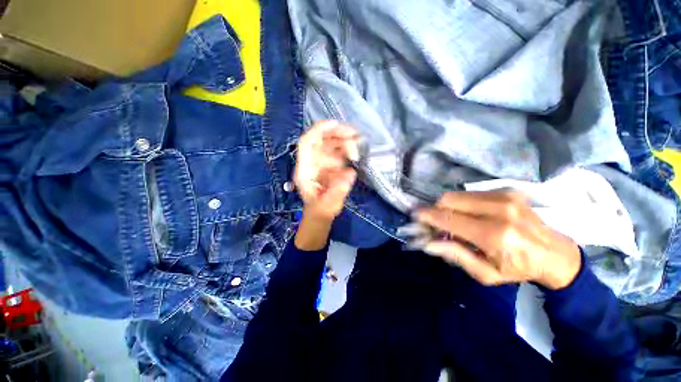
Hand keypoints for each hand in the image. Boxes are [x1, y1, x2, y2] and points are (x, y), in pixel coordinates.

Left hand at [294, 120, 358, 220]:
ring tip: (358, 143)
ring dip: (344, 140)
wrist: (320, 214)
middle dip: (337, 133)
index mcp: (305, 170)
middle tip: (355, 134)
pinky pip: (338, 151)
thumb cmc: (320, 210)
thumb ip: (337, 191)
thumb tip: (351, 173)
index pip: (307, 143)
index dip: (319, 130)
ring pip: (330, 143)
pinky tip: (355, 152)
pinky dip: (347, 148)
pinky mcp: (330, 164)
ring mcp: (321, 162)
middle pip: (321, 140)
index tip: (336, 124)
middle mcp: (311, 162)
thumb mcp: (327, 206)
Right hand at [417, 191, 581, 289]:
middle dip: (434, 209)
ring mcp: (504, 196)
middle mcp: (499, 209)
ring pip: (457, 194)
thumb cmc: (519, 269)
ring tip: (448, 219)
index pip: (448, 218)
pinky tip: (465, 214)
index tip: (414, 215)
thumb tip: (427, 242)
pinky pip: (469, 193)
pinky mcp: (506, 190)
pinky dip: (459, 203)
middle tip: (431, 221)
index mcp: (494, 234)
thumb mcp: (485, 273)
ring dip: (446, 206)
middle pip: (449, 200)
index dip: (427, 216)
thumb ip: (455, 255)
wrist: (555, 254)